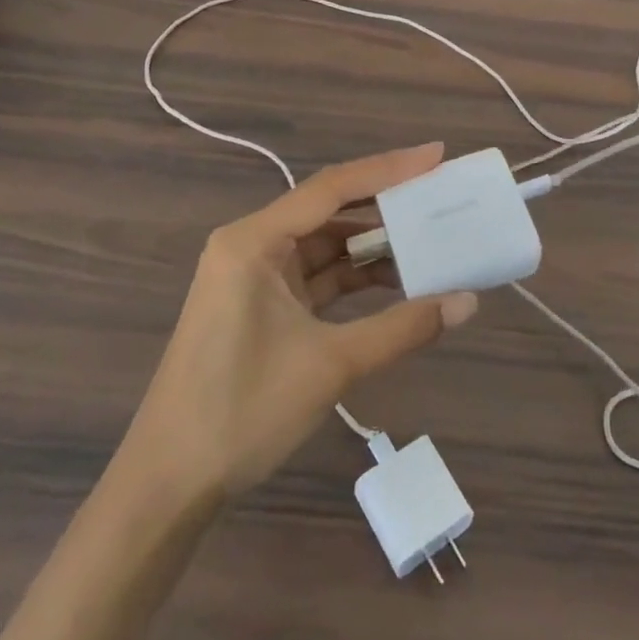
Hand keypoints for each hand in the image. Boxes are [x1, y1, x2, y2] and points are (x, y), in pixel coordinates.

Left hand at [125, 144, 478, 498]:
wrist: (169, 483)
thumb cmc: (242, 411)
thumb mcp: (331, 365)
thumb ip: (403, 327)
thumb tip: (468, 302)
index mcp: (254, 241)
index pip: (331, 188)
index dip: (388, 169)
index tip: (437, 156)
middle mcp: (252, 246)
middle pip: (329, 211)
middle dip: (385, 206)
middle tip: (440, 197)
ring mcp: (254, 277)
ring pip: (325, 246)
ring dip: (373, 247)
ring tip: (430, 241)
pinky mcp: (261, 306)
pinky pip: (316, 277)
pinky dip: (354, 279)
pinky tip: (397, 283)